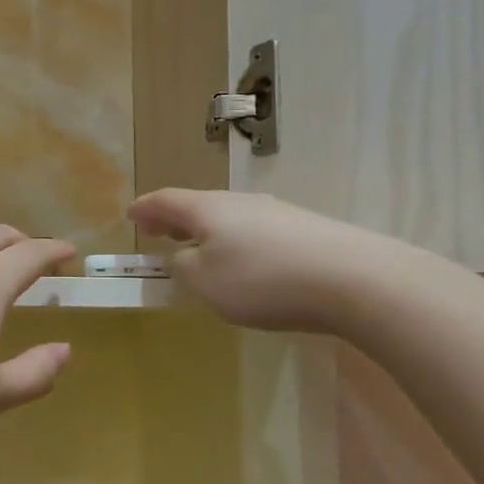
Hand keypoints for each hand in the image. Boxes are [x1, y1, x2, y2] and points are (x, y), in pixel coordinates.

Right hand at [129, 188, 386, 331]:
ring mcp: (275, 212)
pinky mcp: (304, 229)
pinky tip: (244, 262)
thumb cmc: (263, 280)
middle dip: (174, 219)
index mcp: (207, 208)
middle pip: (198, 205)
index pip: (165, 200)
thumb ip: (184, 267)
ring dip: (206, 230)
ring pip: (228, 217)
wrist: (353, 278)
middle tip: (158, 231)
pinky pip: (255, 231)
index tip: (130, 215)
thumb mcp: (206, 282)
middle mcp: (239, 202)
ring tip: (199, 248)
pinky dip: (236, 241)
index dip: (144, 208)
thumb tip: (185, 256)